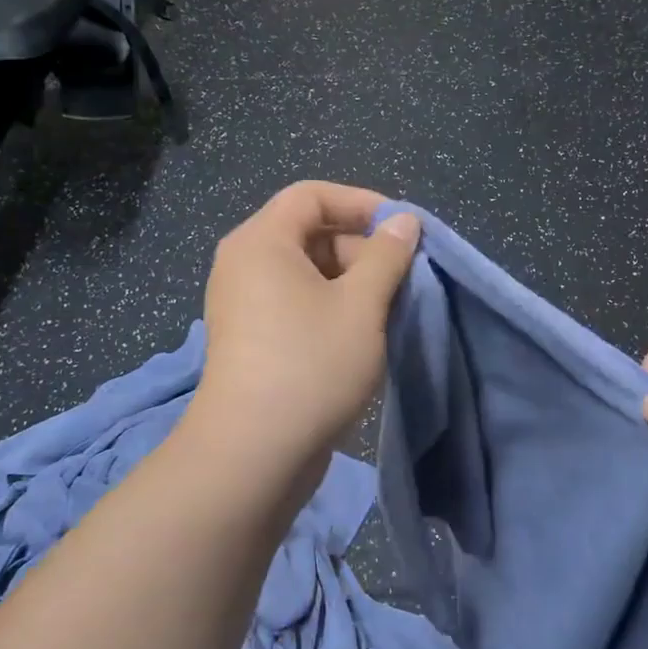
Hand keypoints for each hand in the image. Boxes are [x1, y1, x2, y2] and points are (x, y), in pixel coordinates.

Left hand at [191, 181, 420, 468]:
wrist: (253, 453)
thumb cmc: (311, 364)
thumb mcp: (362, 305)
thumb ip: (387, 255)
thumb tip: (404, 221)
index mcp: (262, 241)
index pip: (312, 195)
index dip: (361, 204)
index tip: (403, 231)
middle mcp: (244, 264)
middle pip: (310, 232)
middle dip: (362, 250)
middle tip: (403, 281)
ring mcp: (243, 304)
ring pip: (308, 273)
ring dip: (352, 283)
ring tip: (388, 313)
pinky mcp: (250, 338)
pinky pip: (295, 303)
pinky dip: (331, 308)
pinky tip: (361, 337)